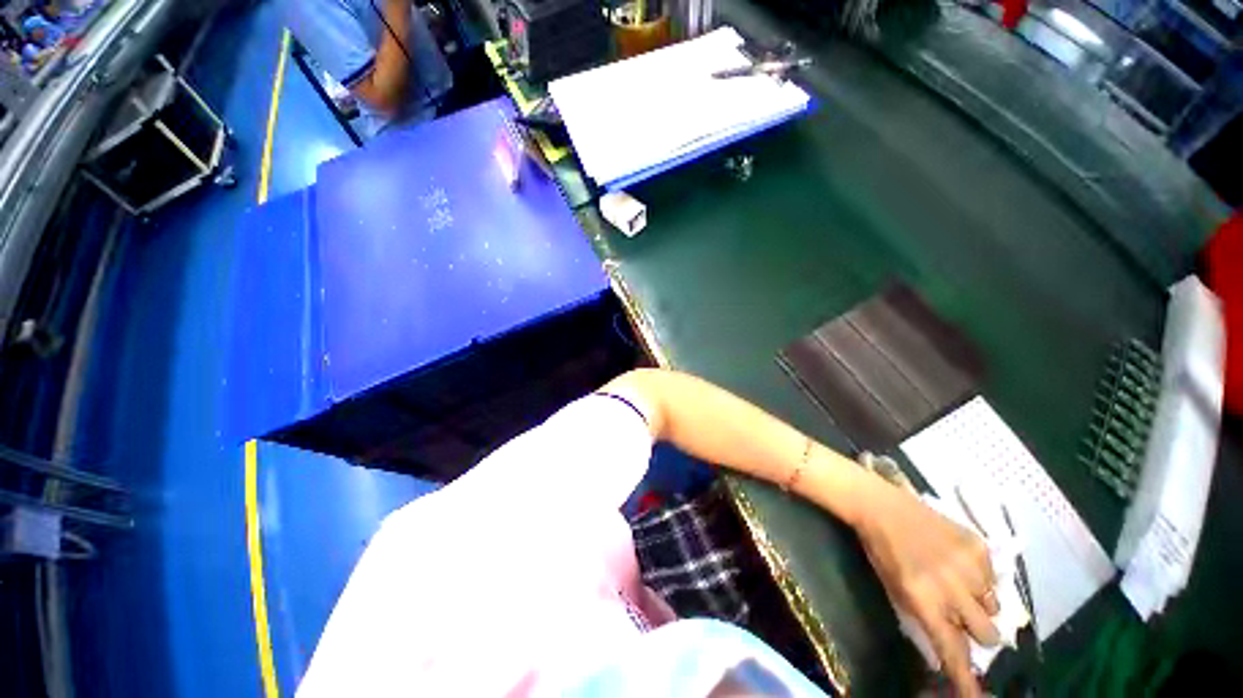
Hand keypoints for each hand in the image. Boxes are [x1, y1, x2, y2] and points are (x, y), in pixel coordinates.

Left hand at [850, 472, 999, 696]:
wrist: (880, 505)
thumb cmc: (880, 549)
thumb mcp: (895, 589)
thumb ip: (925, 618)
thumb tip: (951, 646)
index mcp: (923, 600)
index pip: (953, 650)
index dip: (966, 678)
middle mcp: (952, 588)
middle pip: (989, 635)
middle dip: (979, 635)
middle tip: (963, 619)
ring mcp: (969, 565)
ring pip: (995, 606)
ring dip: (980, 604)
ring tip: (958, 584)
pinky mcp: (978, 545)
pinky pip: (994, 577)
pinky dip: (981, 577)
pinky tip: (959, 562)